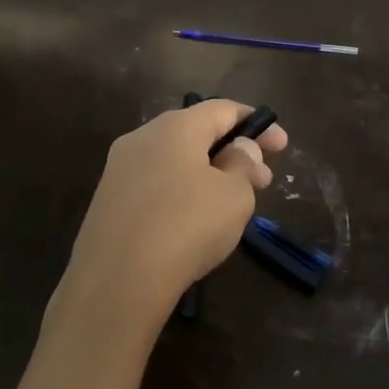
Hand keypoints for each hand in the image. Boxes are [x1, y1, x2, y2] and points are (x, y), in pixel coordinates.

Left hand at [54, 100, 288, 346]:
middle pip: (196, 133)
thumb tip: (240, 149)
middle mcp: (142, 138)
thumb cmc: (186, 227)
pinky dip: (181, 192)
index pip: (222, 108)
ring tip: (232, 203)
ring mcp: (119, 170)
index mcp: (175, 127)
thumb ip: (243, 165)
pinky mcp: (108, 201)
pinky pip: (154, 186)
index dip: (256, 123)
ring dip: (208, 174)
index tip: (280, 144)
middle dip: (233, 151)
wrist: (117, 280)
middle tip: (263, 179)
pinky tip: (194, 221)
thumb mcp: (234, 195)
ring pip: (174, 161)